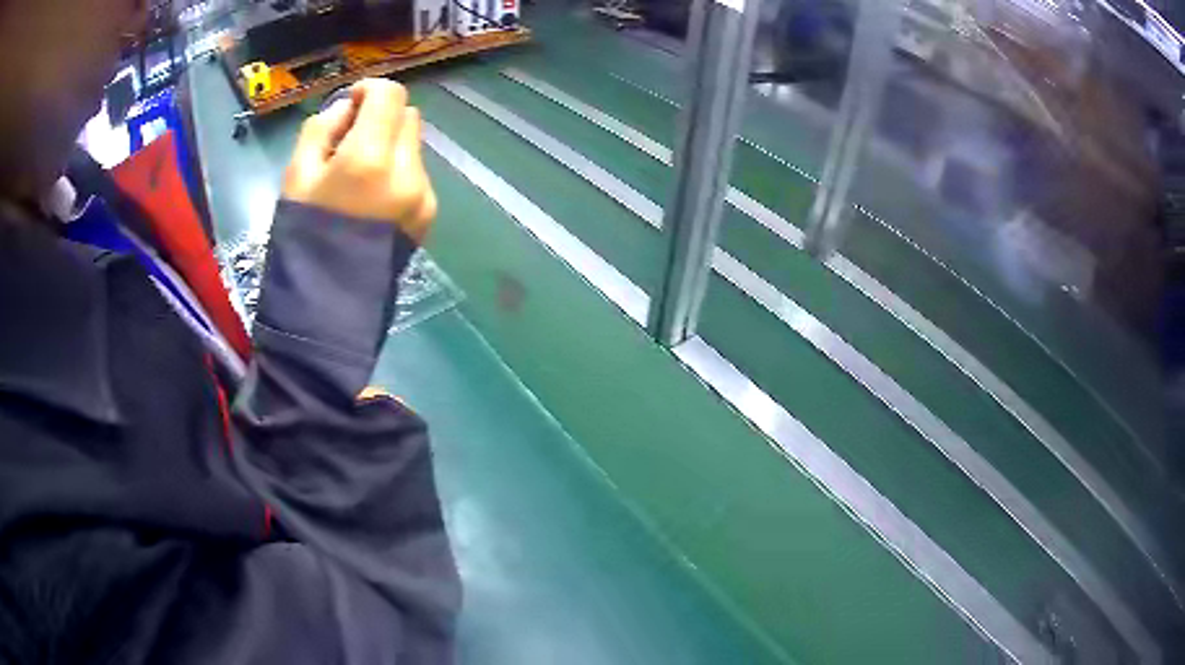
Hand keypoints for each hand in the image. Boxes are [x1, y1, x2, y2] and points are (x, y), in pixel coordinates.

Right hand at [282, 79, 436, 243]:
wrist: (329, 306)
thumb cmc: (303, 237)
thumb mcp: (296, 176)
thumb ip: (322, 128)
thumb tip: (347, 108)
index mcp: (371, 158)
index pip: (391, 95)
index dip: (369, 91)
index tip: (350, 105)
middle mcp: (408, 171)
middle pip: (407, 116)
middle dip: (379, 118)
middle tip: (349, 141)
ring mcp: (424, 194)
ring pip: (414, 144)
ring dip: (390, 143)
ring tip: (360, 174)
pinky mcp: (429, 214)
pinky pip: (417, 172)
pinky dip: (398, 170)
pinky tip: (374, 197)